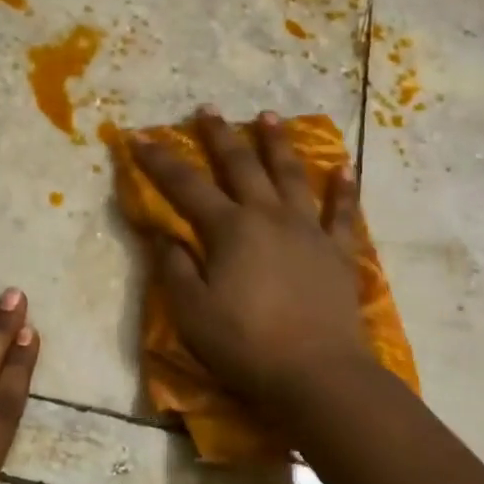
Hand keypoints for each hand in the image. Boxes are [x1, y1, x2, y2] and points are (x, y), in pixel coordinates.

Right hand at [132, 108, 372, 409]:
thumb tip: (165, 235)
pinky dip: (343, 189)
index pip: (185, 186)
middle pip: (241, 166)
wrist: (317, 374)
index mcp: (229, 229)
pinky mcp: (337, 252)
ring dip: (277, 144)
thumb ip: (174, 268)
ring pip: (291, 175)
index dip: (159, 161)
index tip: (139, 138)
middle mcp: (268, 217)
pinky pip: (342, 213)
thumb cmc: (245, 344)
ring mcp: (308, 231)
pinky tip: (344, 167)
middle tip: (208, 110)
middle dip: (220, 136)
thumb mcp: (191, 311)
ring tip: (269, 117)